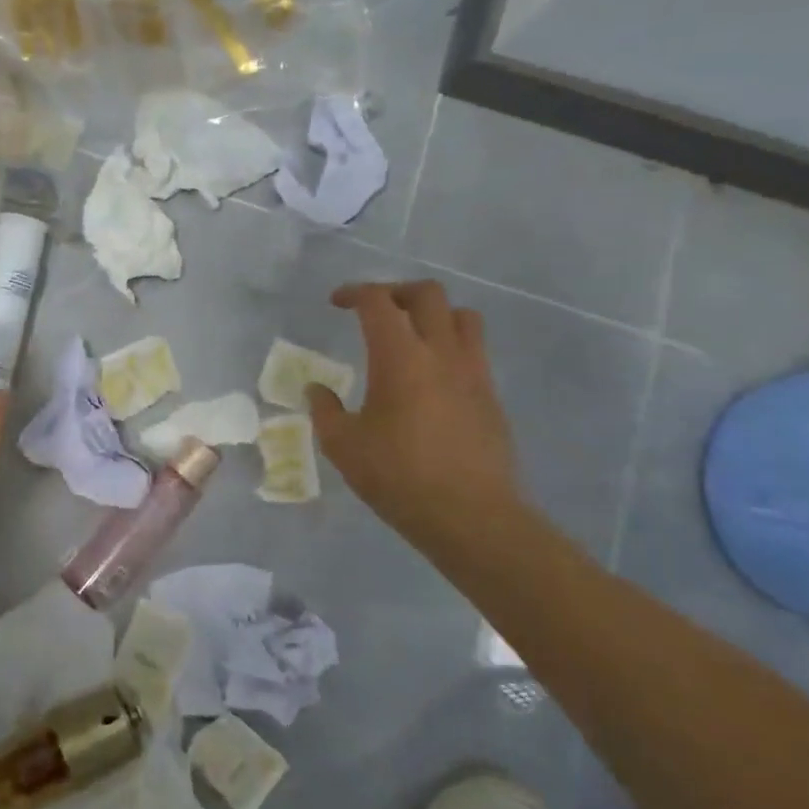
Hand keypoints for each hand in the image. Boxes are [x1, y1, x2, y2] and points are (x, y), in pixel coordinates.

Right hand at [306, 280, 521, 535]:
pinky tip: (431, 377)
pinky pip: (474, 350)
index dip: (354, 293)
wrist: (472, 517)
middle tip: (374, 310)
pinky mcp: (491, 396)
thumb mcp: (343, 445)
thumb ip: (325, 410)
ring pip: (462, 316)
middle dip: (396, 292)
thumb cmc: (399, 477)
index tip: (336, 303)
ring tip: (410, 335)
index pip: (378, 302)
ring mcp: (473, 373)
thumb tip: (316, 389)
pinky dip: (451, 346)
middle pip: (427, 294)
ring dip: (433, 314)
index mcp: (400, 357)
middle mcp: (441, 353)